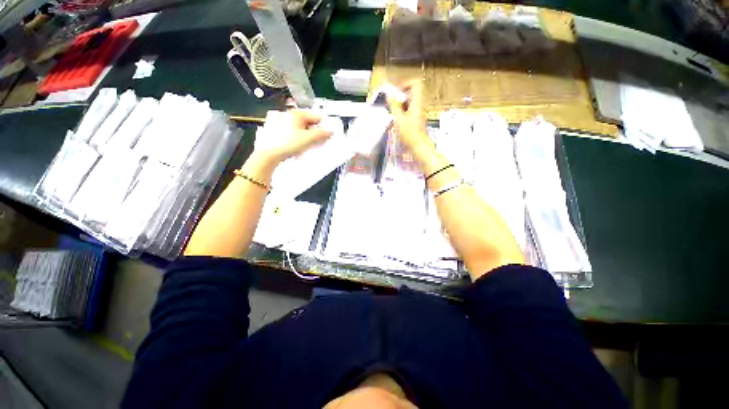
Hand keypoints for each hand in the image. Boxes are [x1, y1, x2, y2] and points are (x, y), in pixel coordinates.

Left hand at [255, 110, 332, 164]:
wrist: (269, 154)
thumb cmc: (288, 144)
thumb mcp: (308, 139)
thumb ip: (321, 134)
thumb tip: (330, 131)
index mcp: (295, 113)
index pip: (314, 116)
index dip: (322, 125)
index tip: (326, 133)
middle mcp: (285, 113)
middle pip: (304, 120)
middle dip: (312, 129)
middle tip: (317, 139)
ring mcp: (276, 120)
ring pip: (295, 125)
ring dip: (303, 132)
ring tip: (306, 142)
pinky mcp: (271, 129)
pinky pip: (287, 129)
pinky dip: (293, 134)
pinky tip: (295, 142)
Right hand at [387, 80, 432, 155]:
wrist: (418, 147)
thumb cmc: (409, 134)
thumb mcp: (398, 119)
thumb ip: (393, 106)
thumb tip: (389, 95)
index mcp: (417, 103)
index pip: (415, 84)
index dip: (405, 84)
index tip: (396, 92)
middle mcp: (418, 106)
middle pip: (410, 93)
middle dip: (399, 96)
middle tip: (390, 104)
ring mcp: (417, 113)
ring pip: (408, 103)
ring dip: (398, 105)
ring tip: (391, 113)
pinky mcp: (414, 121)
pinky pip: (407, 111)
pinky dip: (400, 113)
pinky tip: (394, 121)